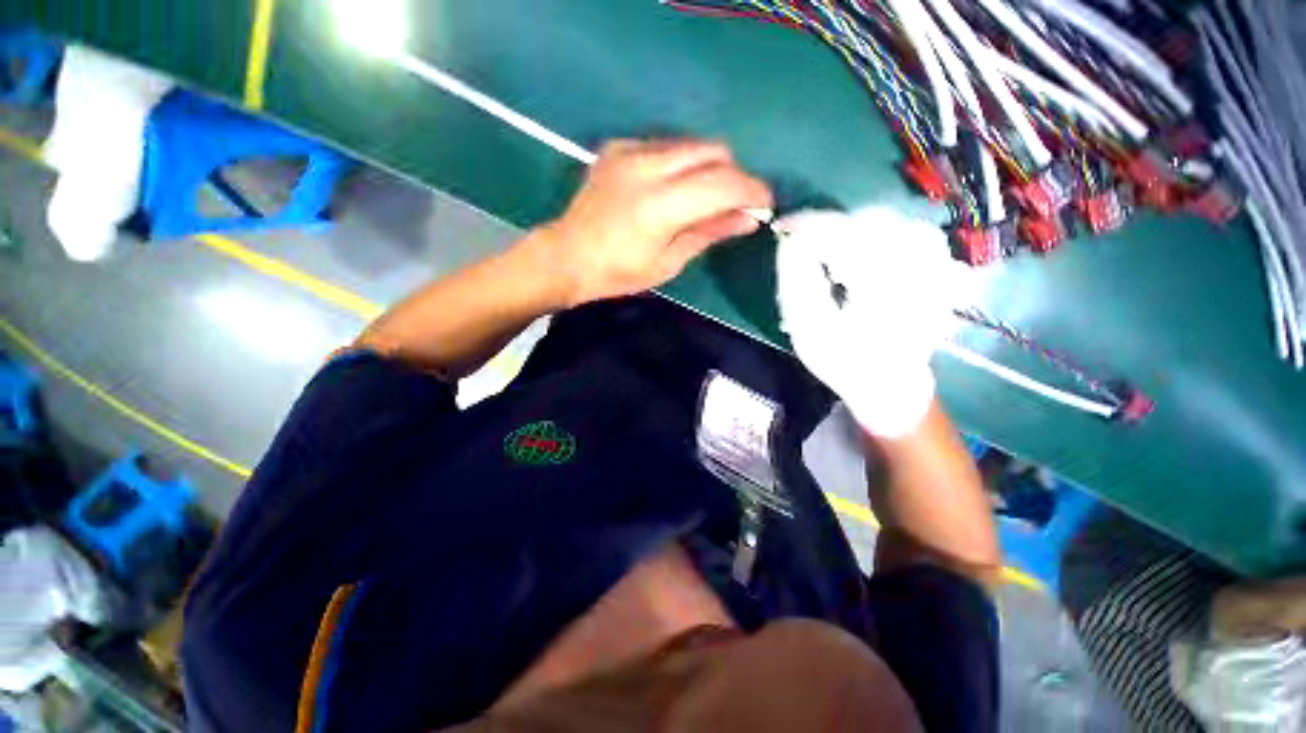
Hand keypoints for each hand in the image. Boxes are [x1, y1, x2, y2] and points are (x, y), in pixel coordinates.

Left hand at [532, 139, 772, 306]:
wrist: (567, 256)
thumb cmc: (618, 273)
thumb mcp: (668, 263)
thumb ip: (709, 233)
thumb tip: (749, 218)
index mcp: (660, 205)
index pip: (723, 183)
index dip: (752, 191)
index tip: (766, 204)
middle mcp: (647, 166)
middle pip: (713, 151)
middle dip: (733, 175)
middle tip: (732, 205)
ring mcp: (630, 151)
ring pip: (691, 144)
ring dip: (709, 168)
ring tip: (701, 199)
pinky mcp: (618, 147)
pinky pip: (666, 146)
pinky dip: (681, 164)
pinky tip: (669, 189)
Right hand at [775, 208, 974, 437]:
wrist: (890, 387)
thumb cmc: (845, 362)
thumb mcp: (809, 328)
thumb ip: (797, 281)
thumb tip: (790, 241)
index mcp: (884, 280)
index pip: (842, 231)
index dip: (806, 224)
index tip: (780, 228)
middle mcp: (917, 263)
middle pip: (867, 220)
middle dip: (830, 227)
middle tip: (802, 247)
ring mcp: (934, 263)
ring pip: (889, 223)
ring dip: (853, 230)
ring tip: (831, 253)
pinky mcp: (937, 268)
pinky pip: (907, 233)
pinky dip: (879, 235)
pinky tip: (863, 254)